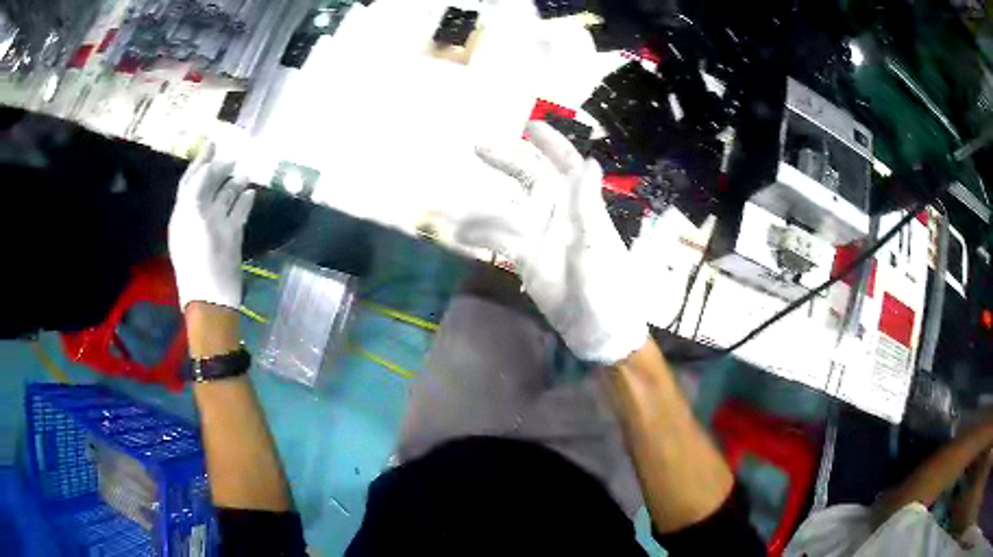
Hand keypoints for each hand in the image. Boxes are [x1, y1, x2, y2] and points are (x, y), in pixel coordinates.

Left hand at [168, 144, 254, 310]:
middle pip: (208, 188)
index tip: (213, 144)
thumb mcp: (191, 216)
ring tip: (246, 171)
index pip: (190, 181)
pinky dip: (244, 203)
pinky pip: (238, 215)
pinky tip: (252, 193)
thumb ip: (196, 188)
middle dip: (219, 171)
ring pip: (224, 200)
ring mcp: (216, 228)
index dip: (199, 162)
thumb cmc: (198, 257)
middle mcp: (199, 217)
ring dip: (234, 185)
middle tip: (233, 156)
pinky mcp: (231, 238)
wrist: (213, 297)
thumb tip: (208, 166)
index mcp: (184, 213)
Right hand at [458, 121, 646, 363]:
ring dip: (480, 207)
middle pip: (531, 179)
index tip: (530, 126)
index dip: (551, 144)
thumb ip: (588, 209)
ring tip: (448, 207)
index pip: (567, 167)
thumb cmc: (610, 293)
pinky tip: (459, 236)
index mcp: (582, 208)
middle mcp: (559, 215)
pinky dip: (480, 236)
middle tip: (477, 148)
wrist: (600, 333)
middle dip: (507, 161)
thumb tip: (589, 162)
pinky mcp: (527, 260)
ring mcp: (541, 237)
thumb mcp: (599, 250)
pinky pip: (500, 242)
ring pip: (507, 211)